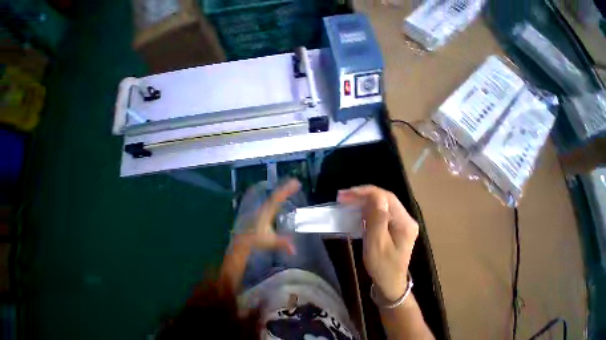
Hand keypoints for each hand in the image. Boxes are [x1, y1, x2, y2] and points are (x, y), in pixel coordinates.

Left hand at [233, 179, 299, 254]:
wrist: (241, 240)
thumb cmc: (255, 240)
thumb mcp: (270, 241)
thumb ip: (282, 243)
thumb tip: (295, 250)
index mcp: (268, 211)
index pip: (278, 197)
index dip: (287, 190)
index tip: (295, 184)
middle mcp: (265, 206)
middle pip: (277, 194)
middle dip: (286, 187)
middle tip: (295, 182)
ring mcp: (262, 207)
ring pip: (273, 195)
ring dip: (282, 189)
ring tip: (291, 184)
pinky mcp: (261, 209)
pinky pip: (271, 198)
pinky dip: (277, 194)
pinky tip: (280, 193)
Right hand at [338, 185, 418, 300]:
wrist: (389, 282)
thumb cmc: (382, 266)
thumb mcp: (377, 243)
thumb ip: (377, 219)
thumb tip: (375, 197)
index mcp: (404, 222)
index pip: (386, 197)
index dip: (367, 192)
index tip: (348, 193)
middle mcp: (404, 217)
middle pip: (383, 197)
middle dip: (362, 193)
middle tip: (343, 195)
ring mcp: (399, 219)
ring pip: (379, 201)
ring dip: (362, 198)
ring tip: (345, 198)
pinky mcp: (392, 222)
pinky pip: (378, 208)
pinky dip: (365, 205)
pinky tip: (355, 206)